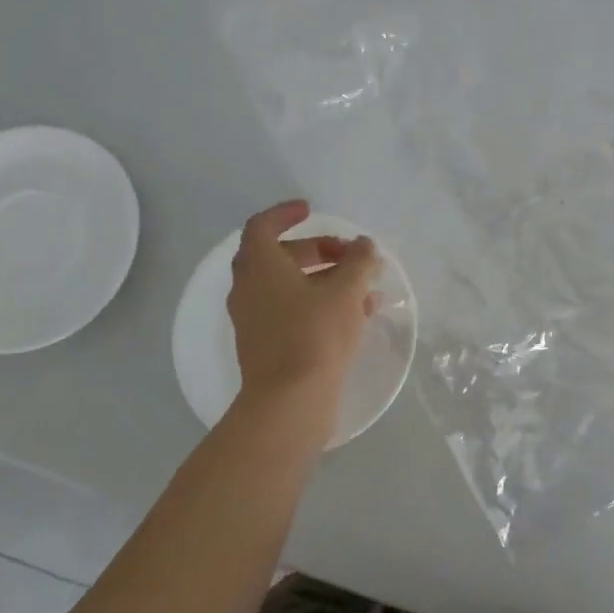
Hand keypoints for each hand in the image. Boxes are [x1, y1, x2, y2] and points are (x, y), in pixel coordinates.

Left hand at [227, 200, 381, 418]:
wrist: (289, 402)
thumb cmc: (315, 335)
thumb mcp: (346, 291)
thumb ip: (359, 262)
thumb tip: (365, 246)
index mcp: (259, 267)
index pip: (262, 226)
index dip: (286, 214)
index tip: (311, 210)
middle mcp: (248, 290)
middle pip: (279, 257)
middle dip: (316, 250)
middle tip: (349, 254)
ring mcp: (254, 320)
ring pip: (289, 287)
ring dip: (324, 280)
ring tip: (364, 287)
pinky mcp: (266, 346)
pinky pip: (292, 312)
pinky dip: (319, 305)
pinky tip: (356, 316)